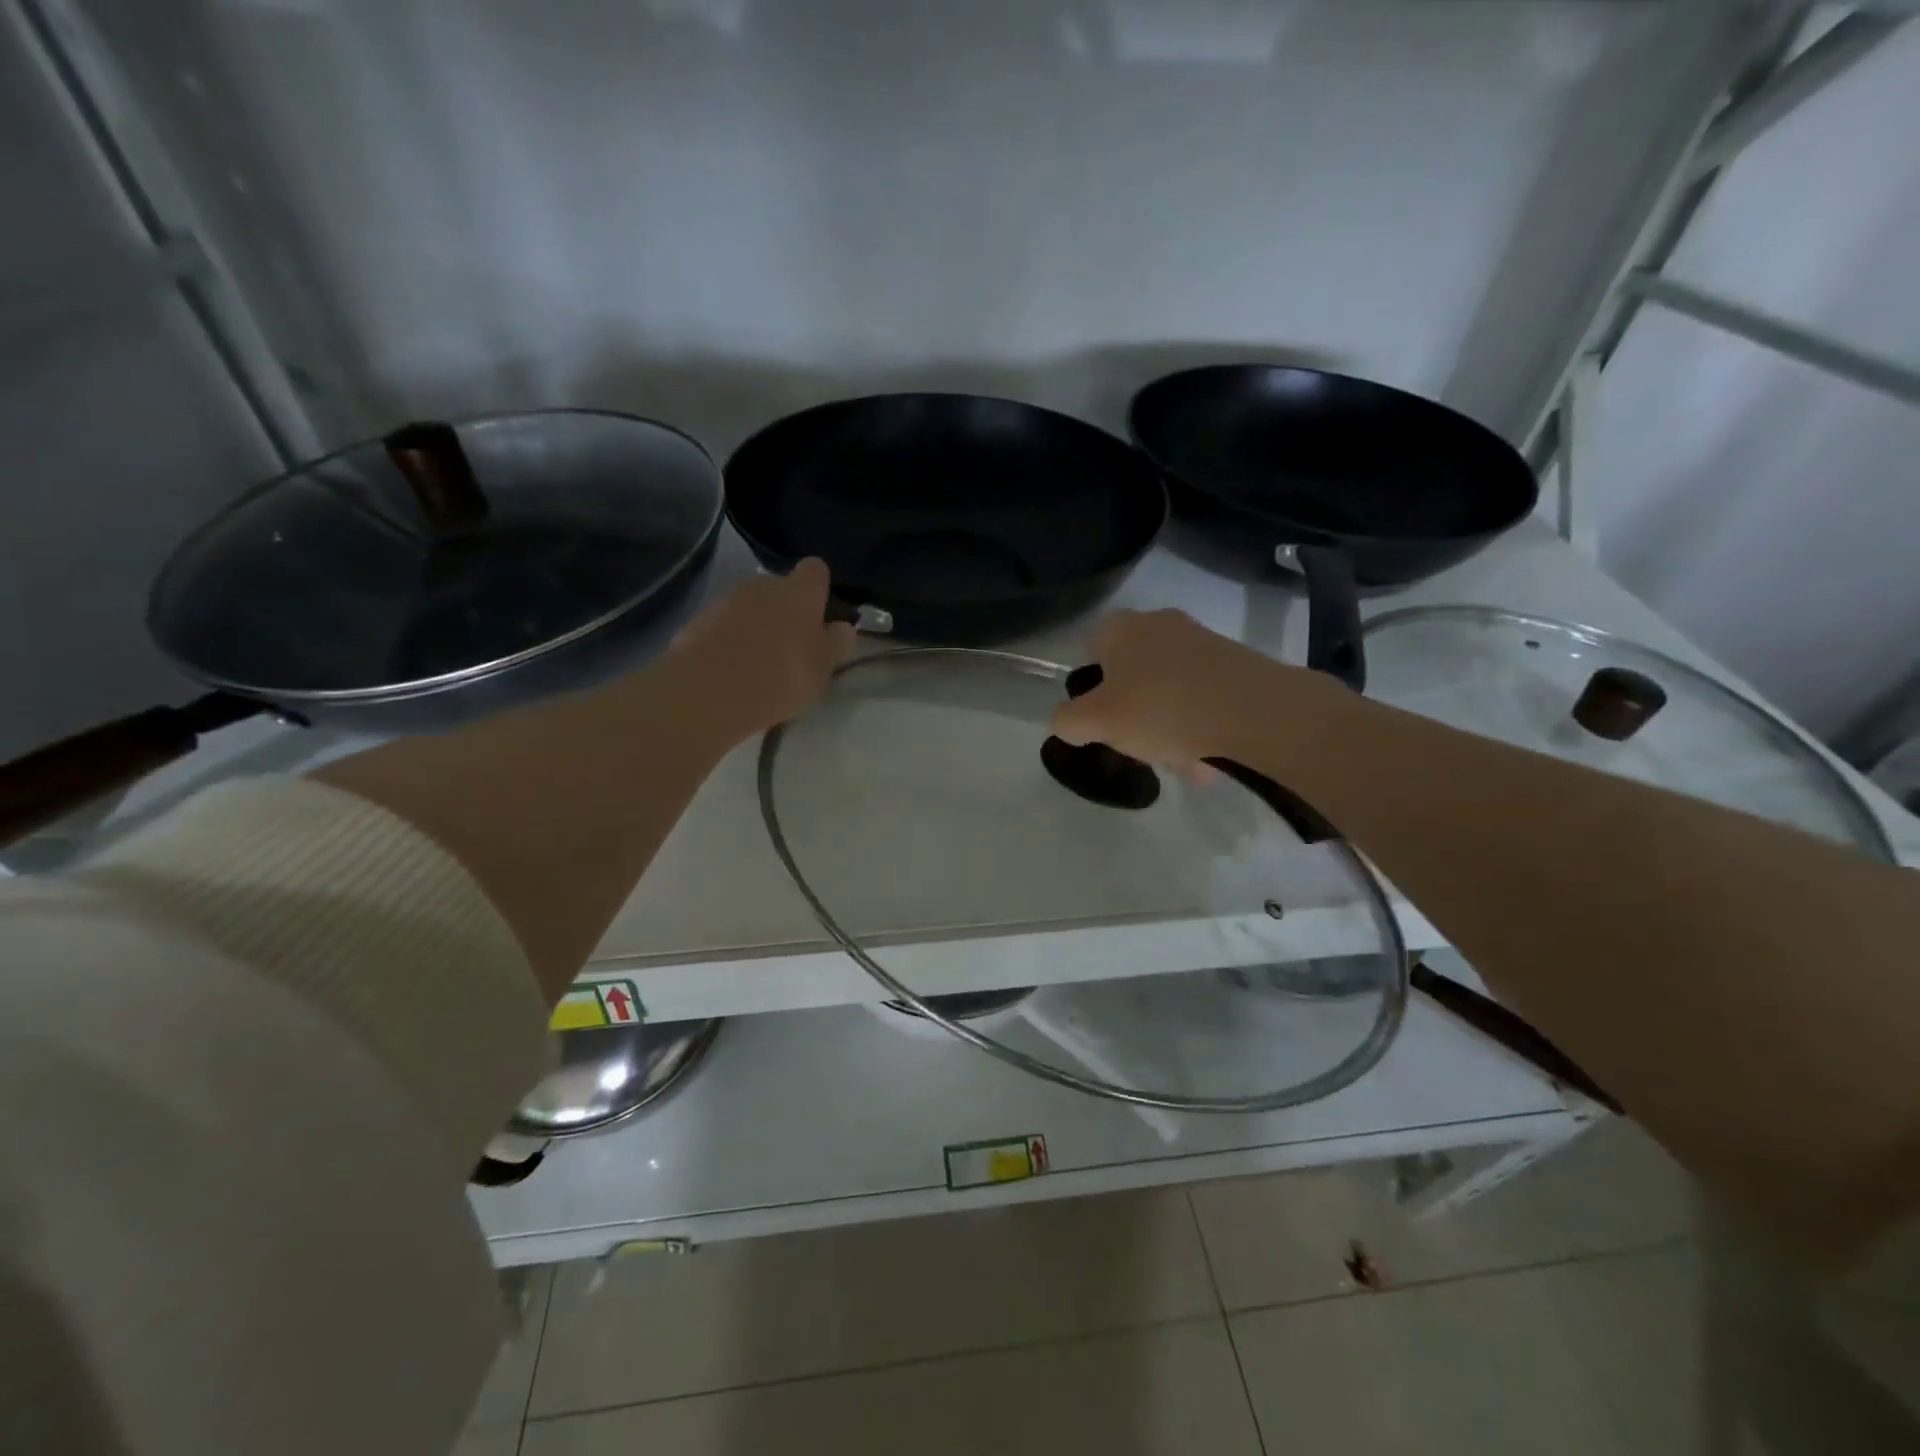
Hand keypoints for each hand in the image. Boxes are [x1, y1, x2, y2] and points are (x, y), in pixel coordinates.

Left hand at [665, 559, 856, 741]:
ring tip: (760, 664)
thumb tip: (843, 627)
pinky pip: (724, 625)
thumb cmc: (780, 676)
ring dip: (758, 626)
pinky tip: (732, 671)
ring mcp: (726, 600)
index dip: (820, 588)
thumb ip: (835, 643)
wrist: (707, 692)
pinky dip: (731, 640)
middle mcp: (763, 584)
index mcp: (799, 591)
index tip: (822, 614)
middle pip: (781, 588)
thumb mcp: (821, 668)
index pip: (816, 570)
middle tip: (792, 647)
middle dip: (787, 610)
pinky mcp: (698, 620)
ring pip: (751, 607)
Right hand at [1050, 609, 1338, 770]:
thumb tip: (1065, 721)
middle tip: (1138, 746)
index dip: (1092, 687)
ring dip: (1169, 726)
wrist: (1254, 712)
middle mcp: (1161, 624)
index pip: (1092, 648)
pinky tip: (1207, 759)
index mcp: (1122, 628)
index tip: (1100, 721)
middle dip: (1134, 713)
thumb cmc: (1161, 709)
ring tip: (1181, 764)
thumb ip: (1068, 721)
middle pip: (1133, 673)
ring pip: (1170, 689)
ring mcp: (1203, 641)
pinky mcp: (1236, 664)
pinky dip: (1200, 725)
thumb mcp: (1096, 722)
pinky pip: (1204, 697)